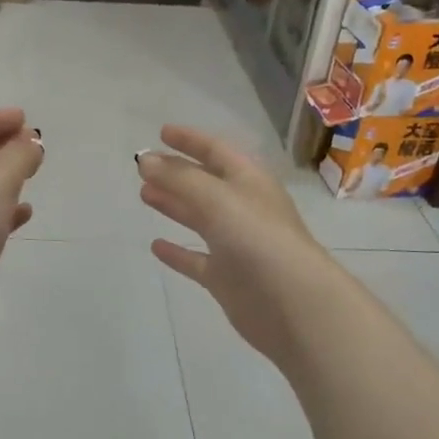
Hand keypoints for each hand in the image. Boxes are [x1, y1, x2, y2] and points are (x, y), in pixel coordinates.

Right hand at [138, 126, 337, 369]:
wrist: (294, 306)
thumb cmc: (259, 240)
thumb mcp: (217, 199)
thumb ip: (179, 178)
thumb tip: (145, 160)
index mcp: (249, 181)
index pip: (216, 151)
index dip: (190, 140)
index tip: (161, 132)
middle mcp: (243, 209)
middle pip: (205, 183)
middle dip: (176, 172)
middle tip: (143, 166)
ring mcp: (235, 245)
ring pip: (199, 218)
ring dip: (174, 205)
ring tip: (144, 194)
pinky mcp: (226, 278)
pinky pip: (196, 260)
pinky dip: (177, 252)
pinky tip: (155, 246)